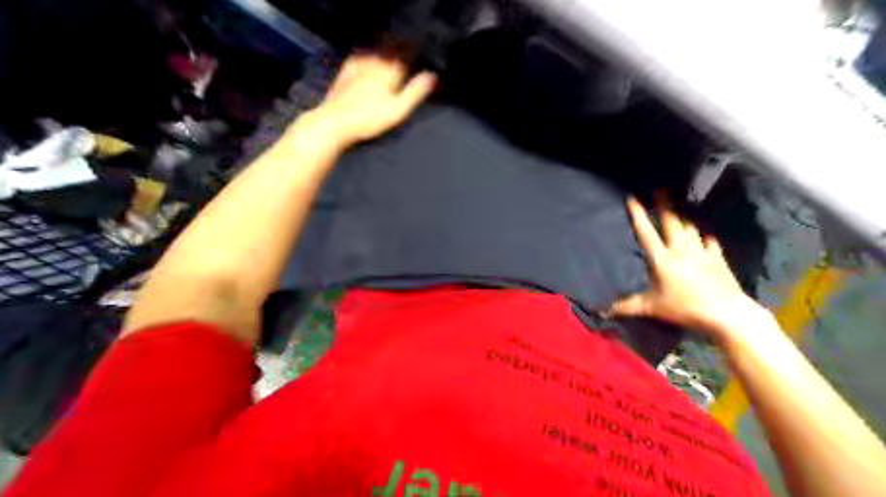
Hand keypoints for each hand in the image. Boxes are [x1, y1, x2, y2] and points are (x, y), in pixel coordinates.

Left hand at [309, 54, 437, 147]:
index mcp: (389, 70)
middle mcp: (374, 61)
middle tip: (408, 52)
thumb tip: (433, 75)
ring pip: (376, 51)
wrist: (335, 121)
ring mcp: (358, 64)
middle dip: (400, 49)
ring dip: (385, 51)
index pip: (405, 54)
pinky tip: (369, 58)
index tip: (420, 53)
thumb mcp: (398, 110)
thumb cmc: (370, 118)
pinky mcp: (346, 71)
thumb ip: (415, 92)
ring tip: (392, 53)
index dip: (414, 52)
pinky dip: (369, 55)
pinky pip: (361, 56)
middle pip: (390, 50)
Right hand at [611, 196, 769, 339]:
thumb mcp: (651, 308)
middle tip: (661, 189)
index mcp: (662, 258)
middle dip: (664, 203)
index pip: (646, 232)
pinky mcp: (717, 258)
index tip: (632, 197)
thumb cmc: (685, 308)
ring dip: (683, 215)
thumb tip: (601, 311)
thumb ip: (626, 306)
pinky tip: (704, 232)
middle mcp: (680, 249)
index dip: (638, 214)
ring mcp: (701, 251)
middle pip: (671, 221)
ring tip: (679, 205)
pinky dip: (704, 235)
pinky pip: (709, 240)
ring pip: (690, 226)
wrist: (726, 313)